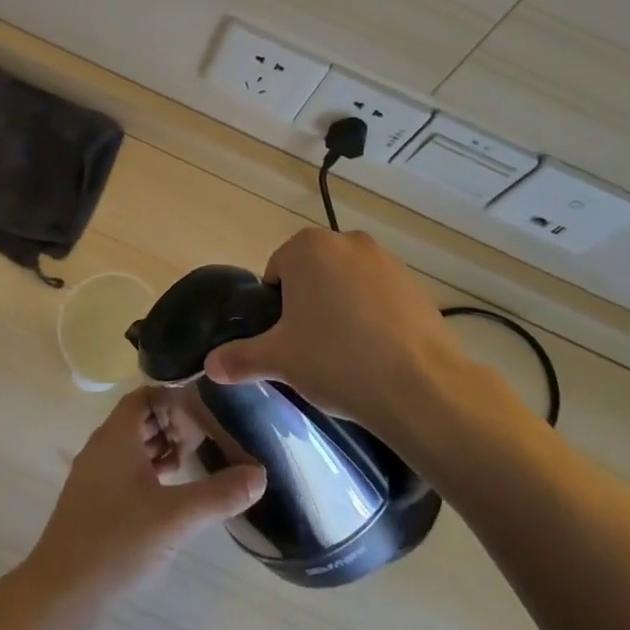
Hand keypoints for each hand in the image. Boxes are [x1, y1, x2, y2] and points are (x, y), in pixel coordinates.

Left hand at [22, 388, 266, 615]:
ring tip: (192, 464)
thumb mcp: (176, 517)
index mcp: (116, 436)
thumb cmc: (117, 540)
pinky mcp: (91, 503)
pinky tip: (169, 496)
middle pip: (139, 420)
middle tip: (205, 439)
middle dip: (171, 424)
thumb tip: (260, 475)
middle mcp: (101, 447)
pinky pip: (122, 471)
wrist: (60, 593)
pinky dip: (146, 473)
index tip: (205, 411)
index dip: (174, 397)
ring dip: (160, 449)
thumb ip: (219, 494)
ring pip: (130, 447)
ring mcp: (93, 476)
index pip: (145, 396)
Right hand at [204, 228, 471, 437]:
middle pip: (312, 274)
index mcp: (307, 248)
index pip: (276, 272)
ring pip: (347, 284)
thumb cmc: (337, 361)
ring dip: (341, 309)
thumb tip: (209, 365)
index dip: (276, 309)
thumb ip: (239, 358)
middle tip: (311, 350)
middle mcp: (347, 241)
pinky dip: (373, 317)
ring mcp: (386, 260)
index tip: (286, 341)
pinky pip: (379, 297)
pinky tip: (377, 354)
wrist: (421, 388)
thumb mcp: (279, 361)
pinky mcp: (416, 285)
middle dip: (308, 305)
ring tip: (346, 355)